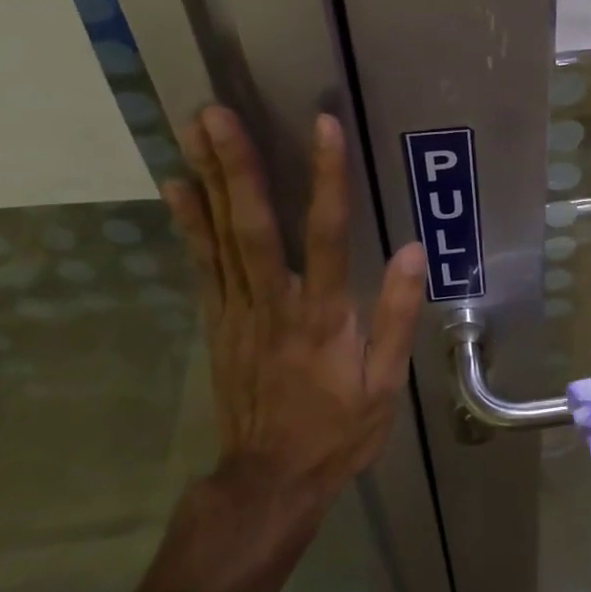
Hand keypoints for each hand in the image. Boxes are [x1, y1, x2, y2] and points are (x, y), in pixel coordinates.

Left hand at [148, 106, 425, 591]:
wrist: (269, 479)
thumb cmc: (337, 430)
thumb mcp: (384, 383)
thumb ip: (397, 315)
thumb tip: (413, 252)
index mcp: (322, 316)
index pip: (326, 234)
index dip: (326, 177)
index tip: (324, 125)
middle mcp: (273, 303)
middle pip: (252, 225)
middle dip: (235, 165)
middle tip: (214, 112)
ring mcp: (237, 310)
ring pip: (219, 237)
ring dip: (207, 178)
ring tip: (193, 129)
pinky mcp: (217, 321)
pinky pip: (201, 264)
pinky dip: (187, 222)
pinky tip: (177, 186)